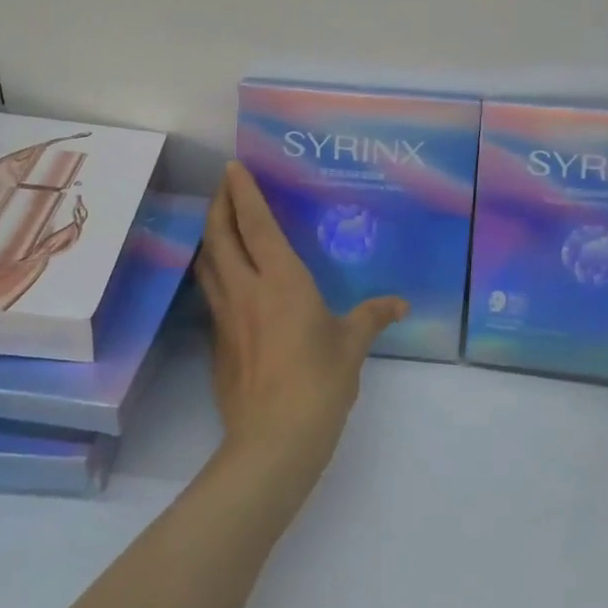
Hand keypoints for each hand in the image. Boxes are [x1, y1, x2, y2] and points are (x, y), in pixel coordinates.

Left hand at [196, 162, 407, 487]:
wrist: (273, 439)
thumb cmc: (319, 382)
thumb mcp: (352, 345)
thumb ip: (372, 317)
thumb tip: (400, 304)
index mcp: (281, 281)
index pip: (255, 225)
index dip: (243, 192)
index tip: (233, 167)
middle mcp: (246, 290)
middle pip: (219, 236)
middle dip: (218, 205)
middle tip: (224, 187)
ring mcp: (226, 316)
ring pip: (207, 263)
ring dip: (210, 236)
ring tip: (218, 224)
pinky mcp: (217, 342)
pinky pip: (210, 293)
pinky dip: (213, 272)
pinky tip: (224, 278)